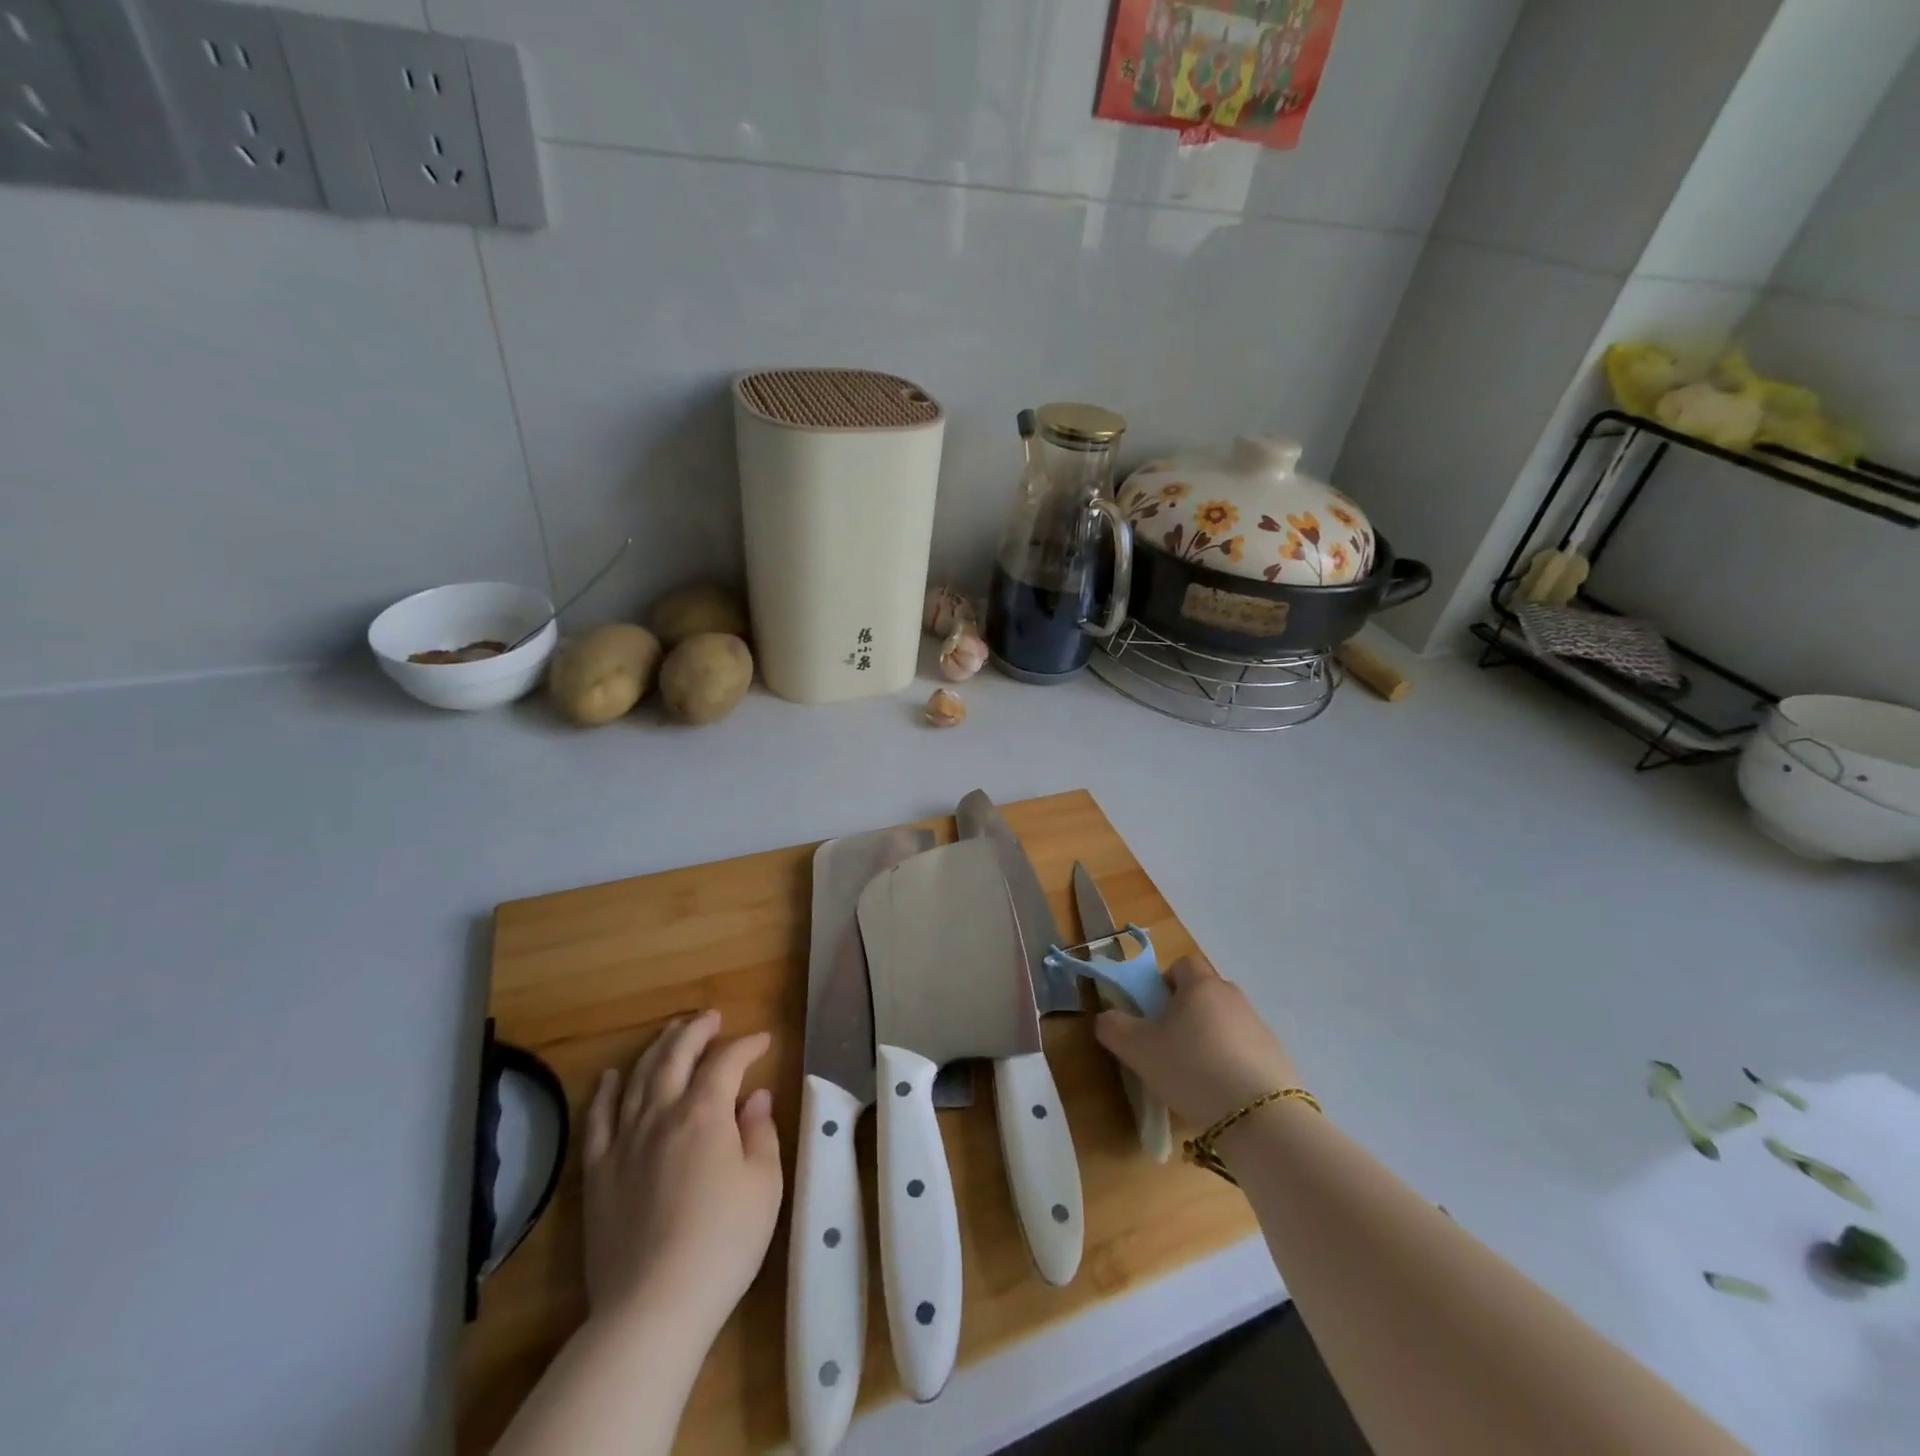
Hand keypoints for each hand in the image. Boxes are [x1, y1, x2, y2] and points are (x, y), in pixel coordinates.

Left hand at [583, 1011, 782, 1337]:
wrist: (652, 1307)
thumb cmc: (722, 1243)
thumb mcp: (763, 1185)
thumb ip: (760, 1132)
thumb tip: (755, 1097)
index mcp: (705, 1112)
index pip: (726, 1061)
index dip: (746, 1045)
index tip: (763, 1041)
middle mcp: (661, 1113)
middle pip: (676, 1055)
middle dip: (696, 1030)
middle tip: (711, 1017)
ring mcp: (624, 1141)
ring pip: (638, 1077)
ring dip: (657, 1048)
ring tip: (671, 1032)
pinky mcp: (598, 1172)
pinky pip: (598, 1119)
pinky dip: (606, 1091)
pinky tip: (612, 1076)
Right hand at [1094, 956, 1298, 1127]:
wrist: (1260, 1118)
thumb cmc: (1191, 1068)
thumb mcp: (1137, 1049)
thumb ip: (1114, 1027)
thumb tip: (1106, 1017)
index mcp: (1201, 985)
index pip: (1182, 964)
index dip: (1164, 983)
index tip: (1154, 1013)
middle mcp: (1233, 998)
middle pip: (1204, 994)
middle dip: (1185, 1014)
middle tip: (1168, 1046)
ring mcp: (1260, 1028)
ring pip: (1224, 1024)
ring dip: (1208, 1041)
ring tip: (1194, 1078)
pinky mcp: (1278, 1059)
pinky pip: (1245, 1052)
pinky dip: (1231, 1065)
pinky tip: (1221, 1096)